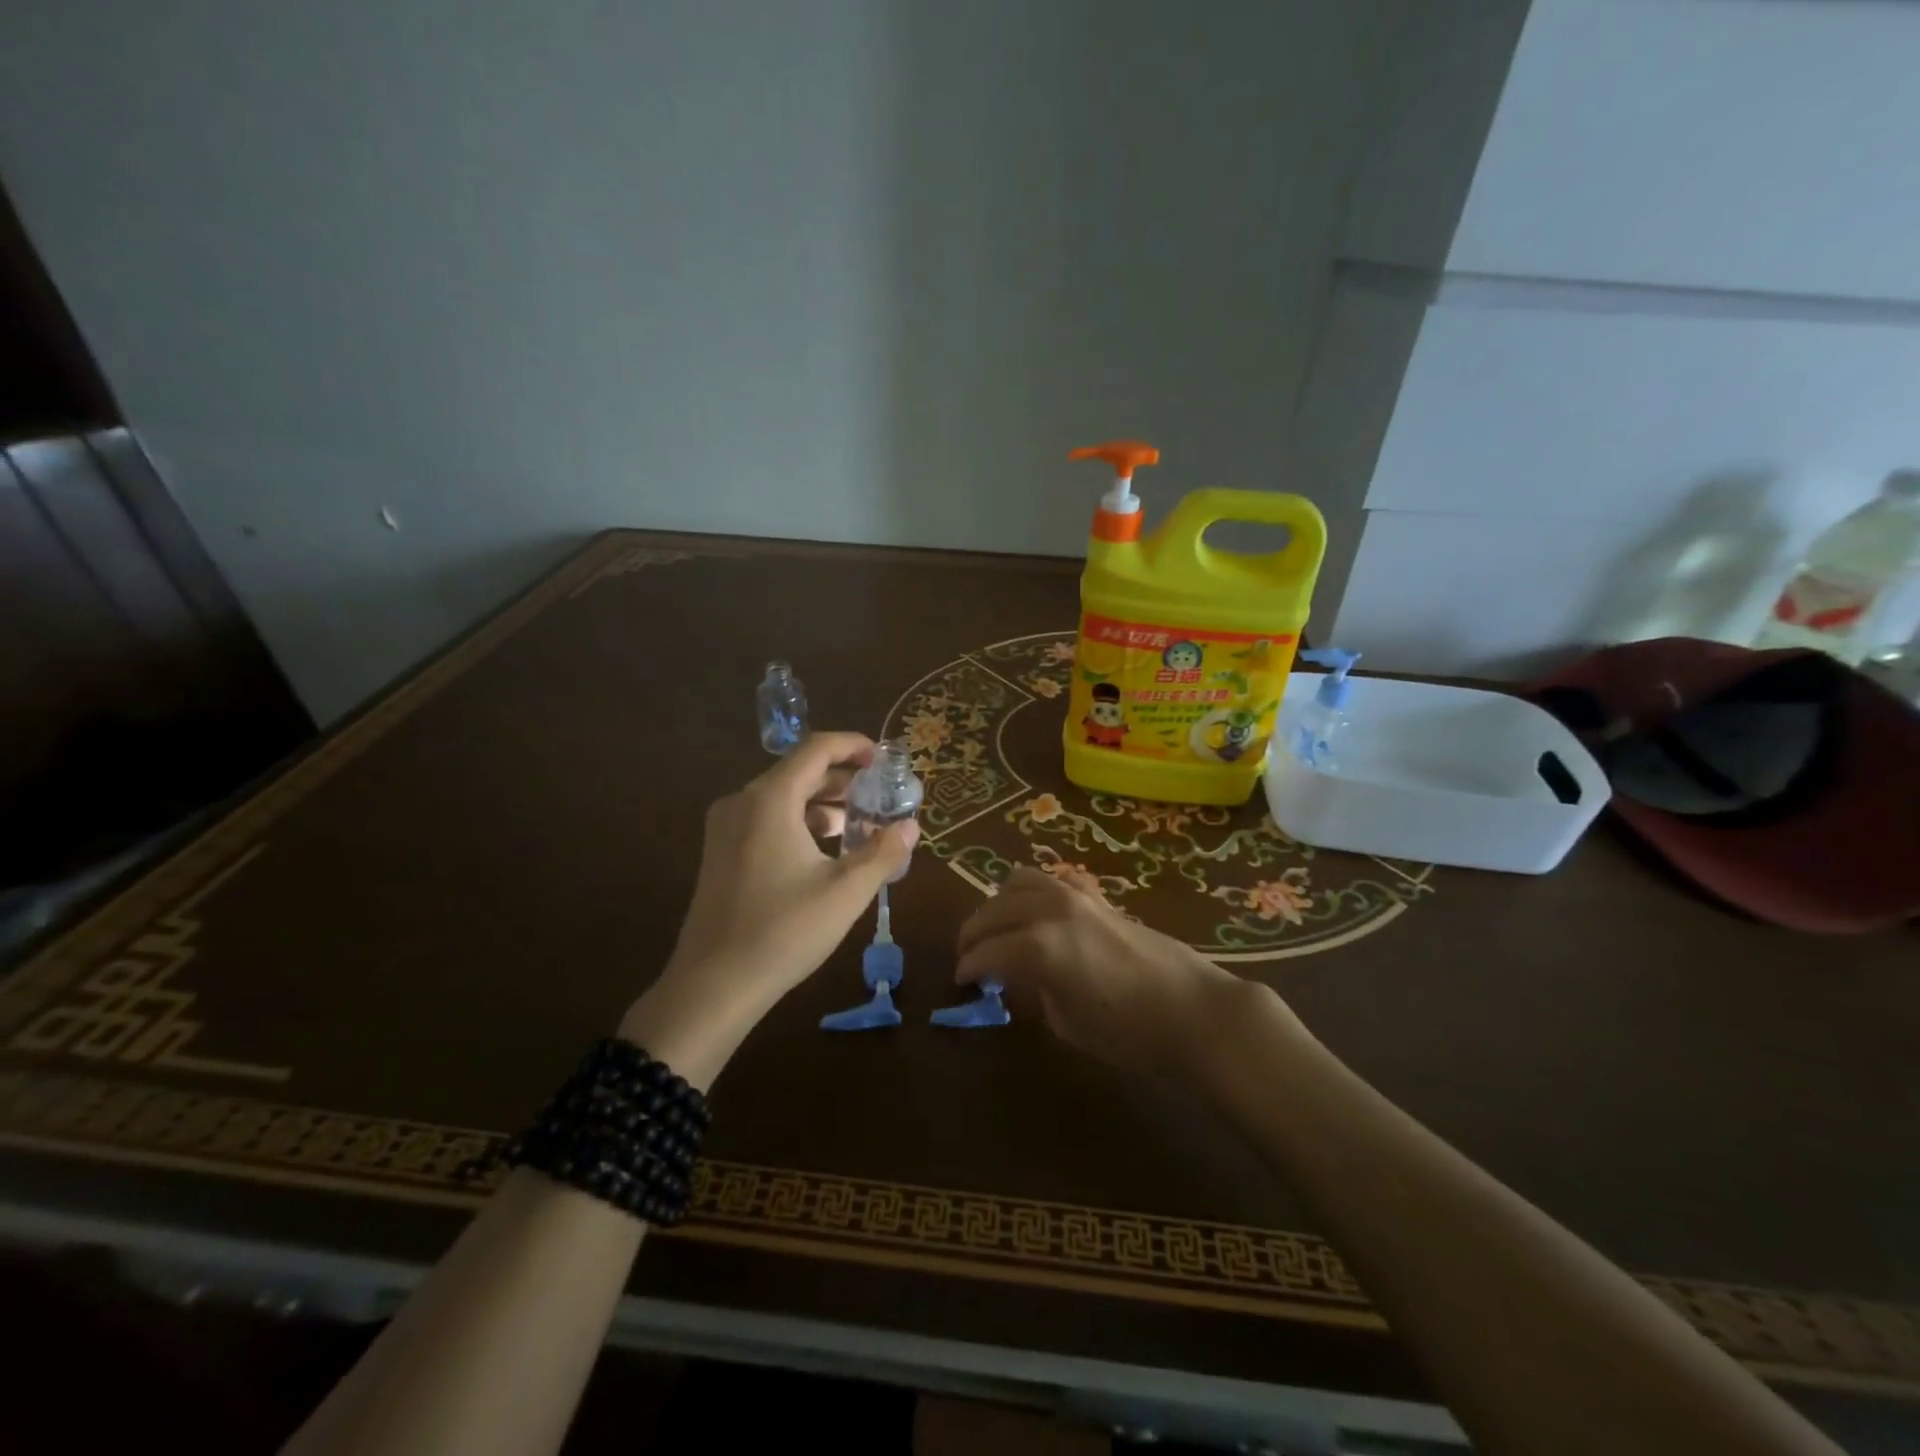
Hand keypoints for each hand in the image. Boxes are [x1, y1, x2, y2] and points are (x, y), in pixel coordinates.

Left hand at [622, 732, 918, 1087]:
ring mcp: (725, 827)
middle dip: (843, 780)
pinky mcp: (719, 852)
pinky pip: (766, 819)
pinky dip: (799, 822)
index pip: (817, 749)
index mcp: (770, 799)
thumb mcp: (845, 891)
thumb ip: (883, 852)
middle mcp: (742, 801)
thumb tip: (911, 826)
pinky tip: (823, 852)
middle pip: (799, 771)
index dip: (854, 746)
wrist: (713, 986)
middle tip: (880, 796)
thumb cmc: (783, 931)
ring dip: (822, 804)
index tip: (884, 759)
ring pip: (782, 797)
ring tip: (859, 825)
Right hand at [954, 866, 1256, 1079]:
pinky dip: (1036, 891)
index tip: (961, 982)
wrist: (1192, 1010)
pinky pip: (1054, 879)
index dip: (967, 968)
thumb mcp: (1066, 1022)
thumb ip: (1034, 991)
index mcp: (1036, 946)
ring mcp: (1075, 896)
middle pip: (992, 911)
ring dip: (999, 904)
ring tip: (999, 930)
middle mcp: (1049, 910)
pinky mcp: (1097, 895)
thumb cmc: (1128, 1032)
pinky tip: (1039, 912)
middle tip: (970, 958)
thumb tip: (1020, 976)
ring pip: (1018, 881)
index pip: (985, 952)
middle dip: (973, 934)